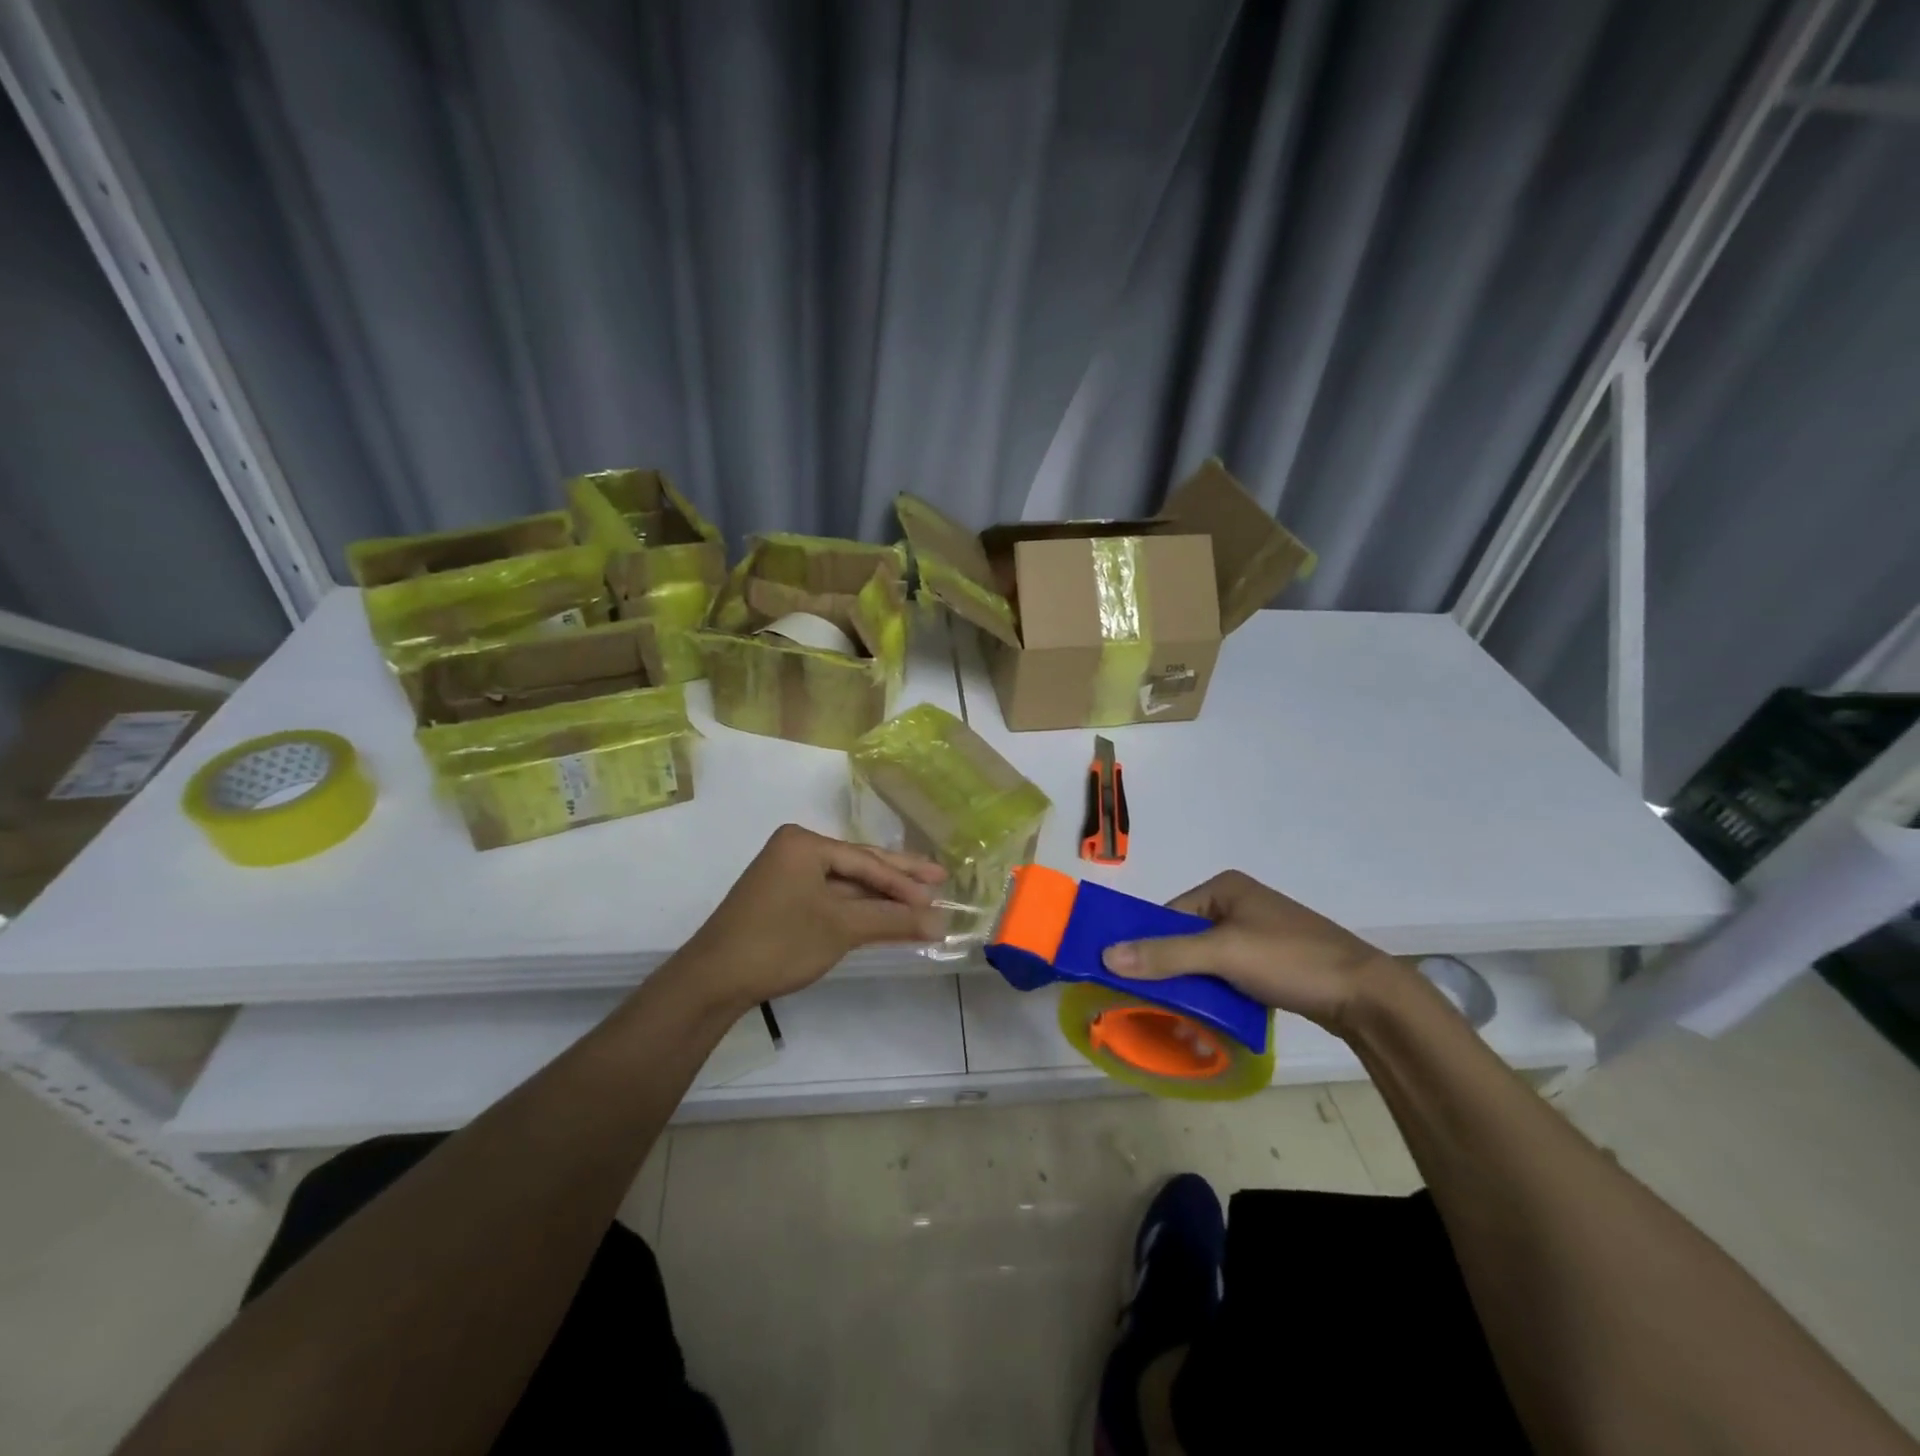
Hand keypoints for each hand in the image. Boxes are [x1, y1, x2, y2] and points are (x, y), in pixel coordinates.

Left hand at [666, 825, 946, 1013]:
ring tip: (920, 901)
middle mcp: (795, 850)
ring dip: (880, 897)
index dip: (904, 882)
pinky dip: (857, 909)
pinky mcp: (782, 900)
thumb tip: (940, 922)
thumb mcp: (841, 928)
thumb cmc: (779, 942)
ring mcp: (786, 875)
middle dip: (898, 878)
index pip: (865, 861)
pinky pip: (830, 898)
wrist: (713, 980)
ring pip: (845, 884)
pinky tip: (883, 916)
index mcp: (804, 843)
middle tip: (940, 879)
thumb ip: (892, 921)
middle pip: (857, 865)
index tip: (939, 895)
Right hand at [1099, 870, 1398, 1029]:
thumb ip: (1165, 954)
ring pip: (1206, 962)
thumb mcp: (1223, 954)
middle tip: (1154, 1007)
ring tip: (1180, 1022)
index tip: (1129, 981)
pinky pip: (1229, 976)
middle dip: (1171, 974)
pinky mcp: (1272, 963)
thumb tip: (1106, 955)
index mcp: (1225, 887)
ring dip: (1193, 990)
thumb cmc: (1290, 960)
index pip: (1168, 915)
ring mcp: (1257, 934)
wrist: (1367, 996)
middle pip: (1185, 940)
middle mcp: (1238, 904)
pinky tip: (1209, 1022)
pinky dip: (1216, 997)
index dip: (1147, 946)